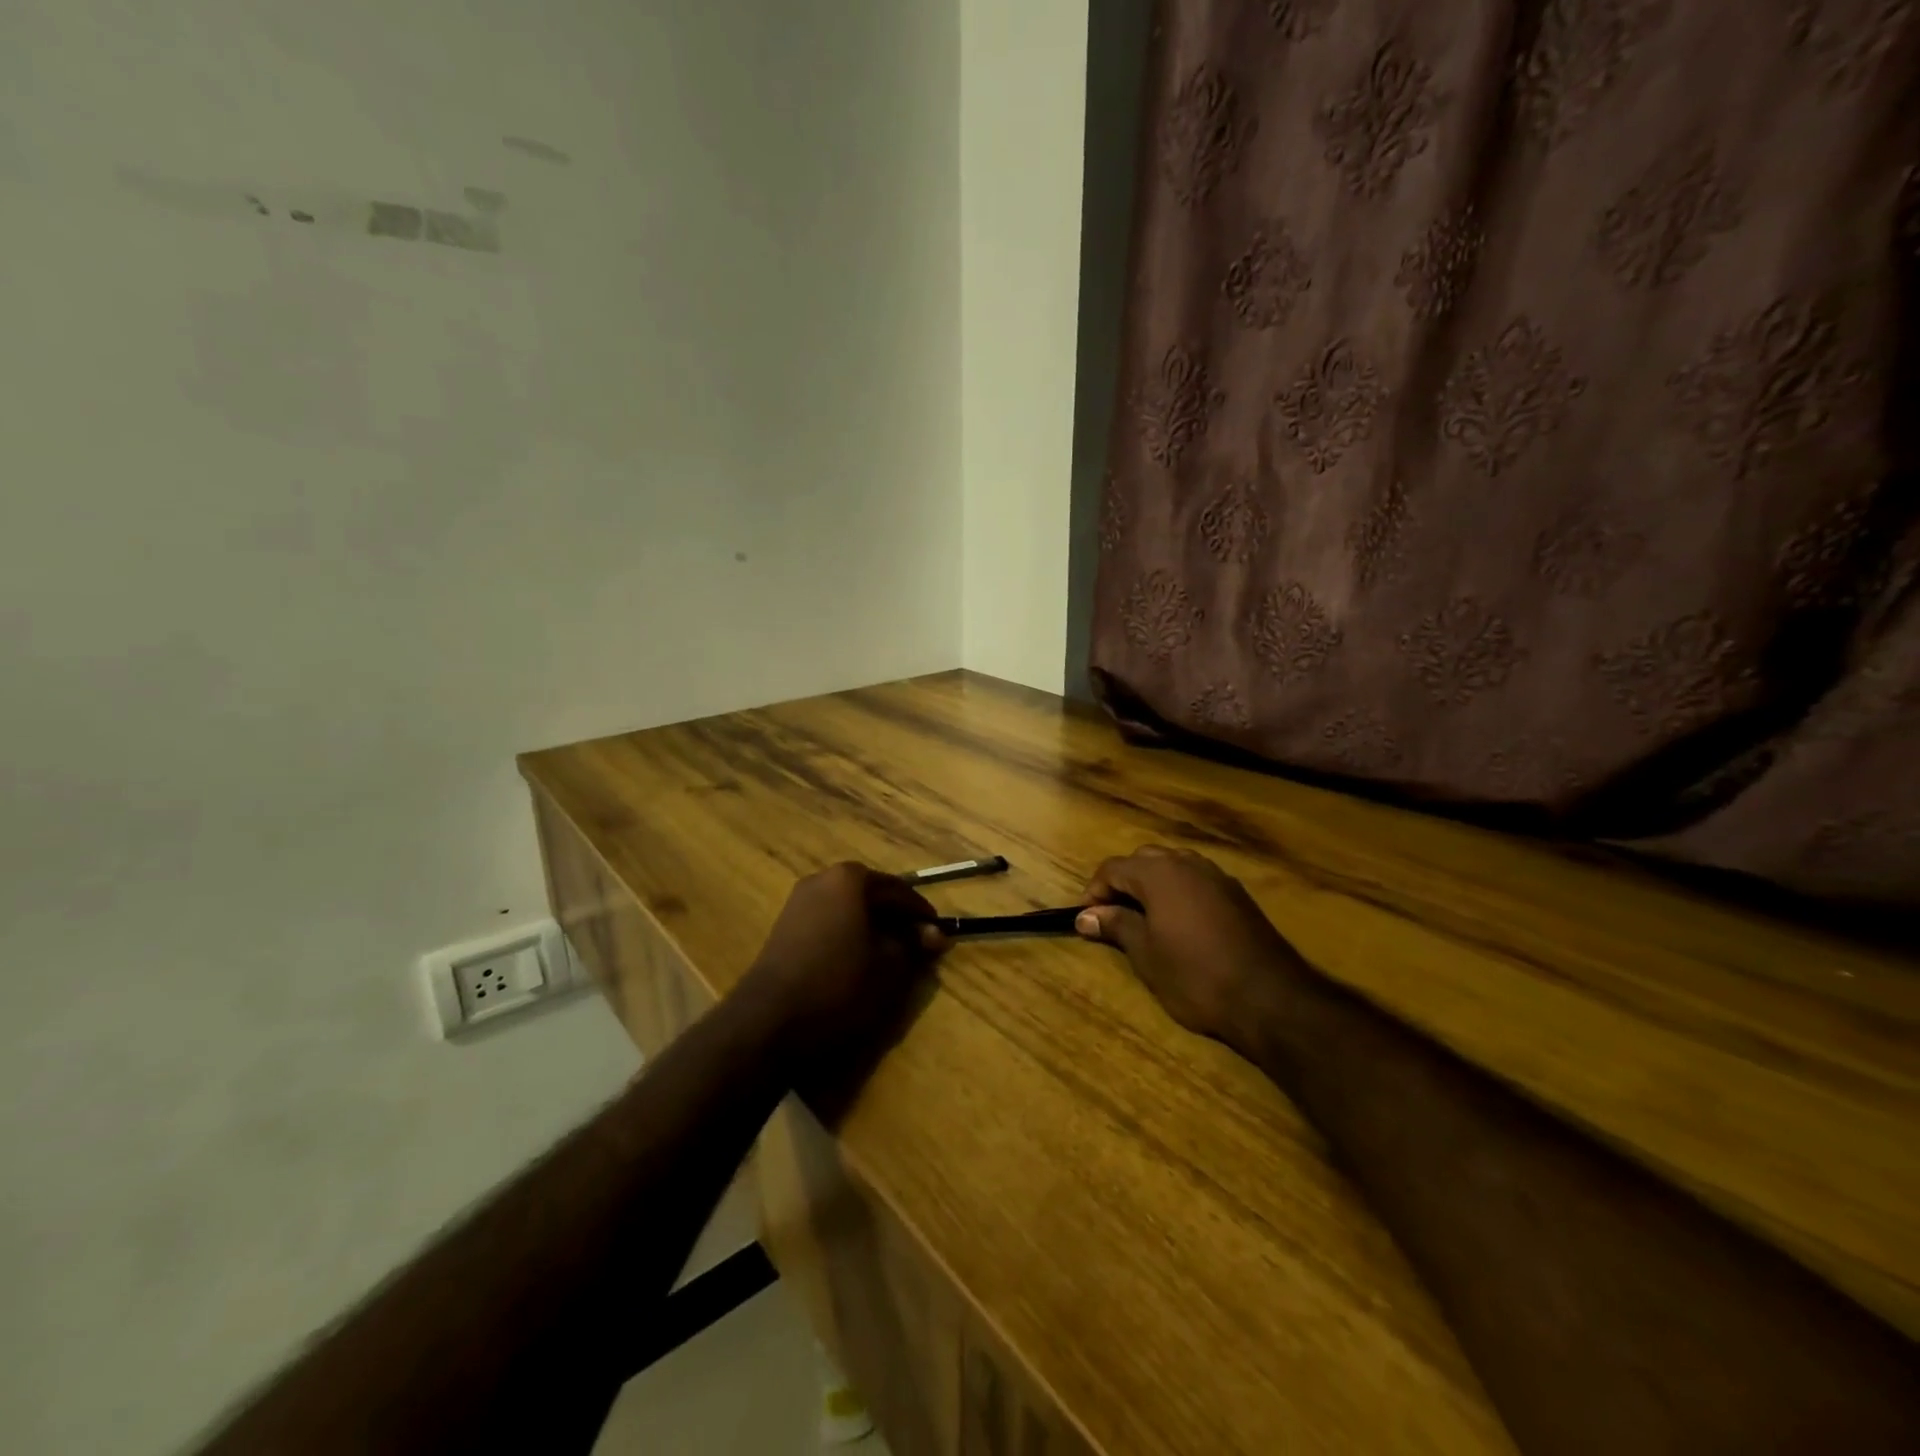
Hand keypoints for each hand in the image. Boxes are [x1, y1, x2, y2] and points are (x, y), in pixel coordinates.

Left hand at [735, 862, 946, 1082]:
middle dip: (896, 920)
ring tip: (890, 959)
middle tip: (918, 948)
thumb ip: (915, 945)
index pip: (900, 891)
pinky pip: (828, 923)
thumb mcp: (890, 967)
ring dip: (872, 929)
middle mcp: (822, 879)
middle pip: (872, 896)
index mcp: (851, 879)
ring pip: (849, 910)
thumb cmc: (839, 985)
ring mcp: (798, 902)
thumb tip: (935, 935)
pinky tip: (857, 964)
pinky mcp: (784, 927)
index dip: (923, 915)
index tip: (940, 937)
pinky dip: (848, 937)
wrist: (769, 1021)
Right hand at [1075, 846, 1310, 1057]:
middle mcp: (1187, 863)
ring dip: (1152, 885)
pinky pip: (1197, 880)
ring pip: (1173, 866)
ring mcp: (1216, 876)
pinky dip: (1179, 892)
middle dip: (1123, 883)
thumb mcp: (1146, 954)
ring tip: (1145, 919)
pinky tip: (1180, 924)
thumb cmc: (1196, 976)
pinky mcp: (1237, 894)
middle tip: (1113, 916)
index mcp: (1159, 873)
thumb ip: (1116, 926)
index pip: (1113, 868)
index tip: (1087, 919)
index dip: (1094, 891)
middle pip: (1144, 860)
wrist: (1269, 997)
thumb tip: (1086, 915)